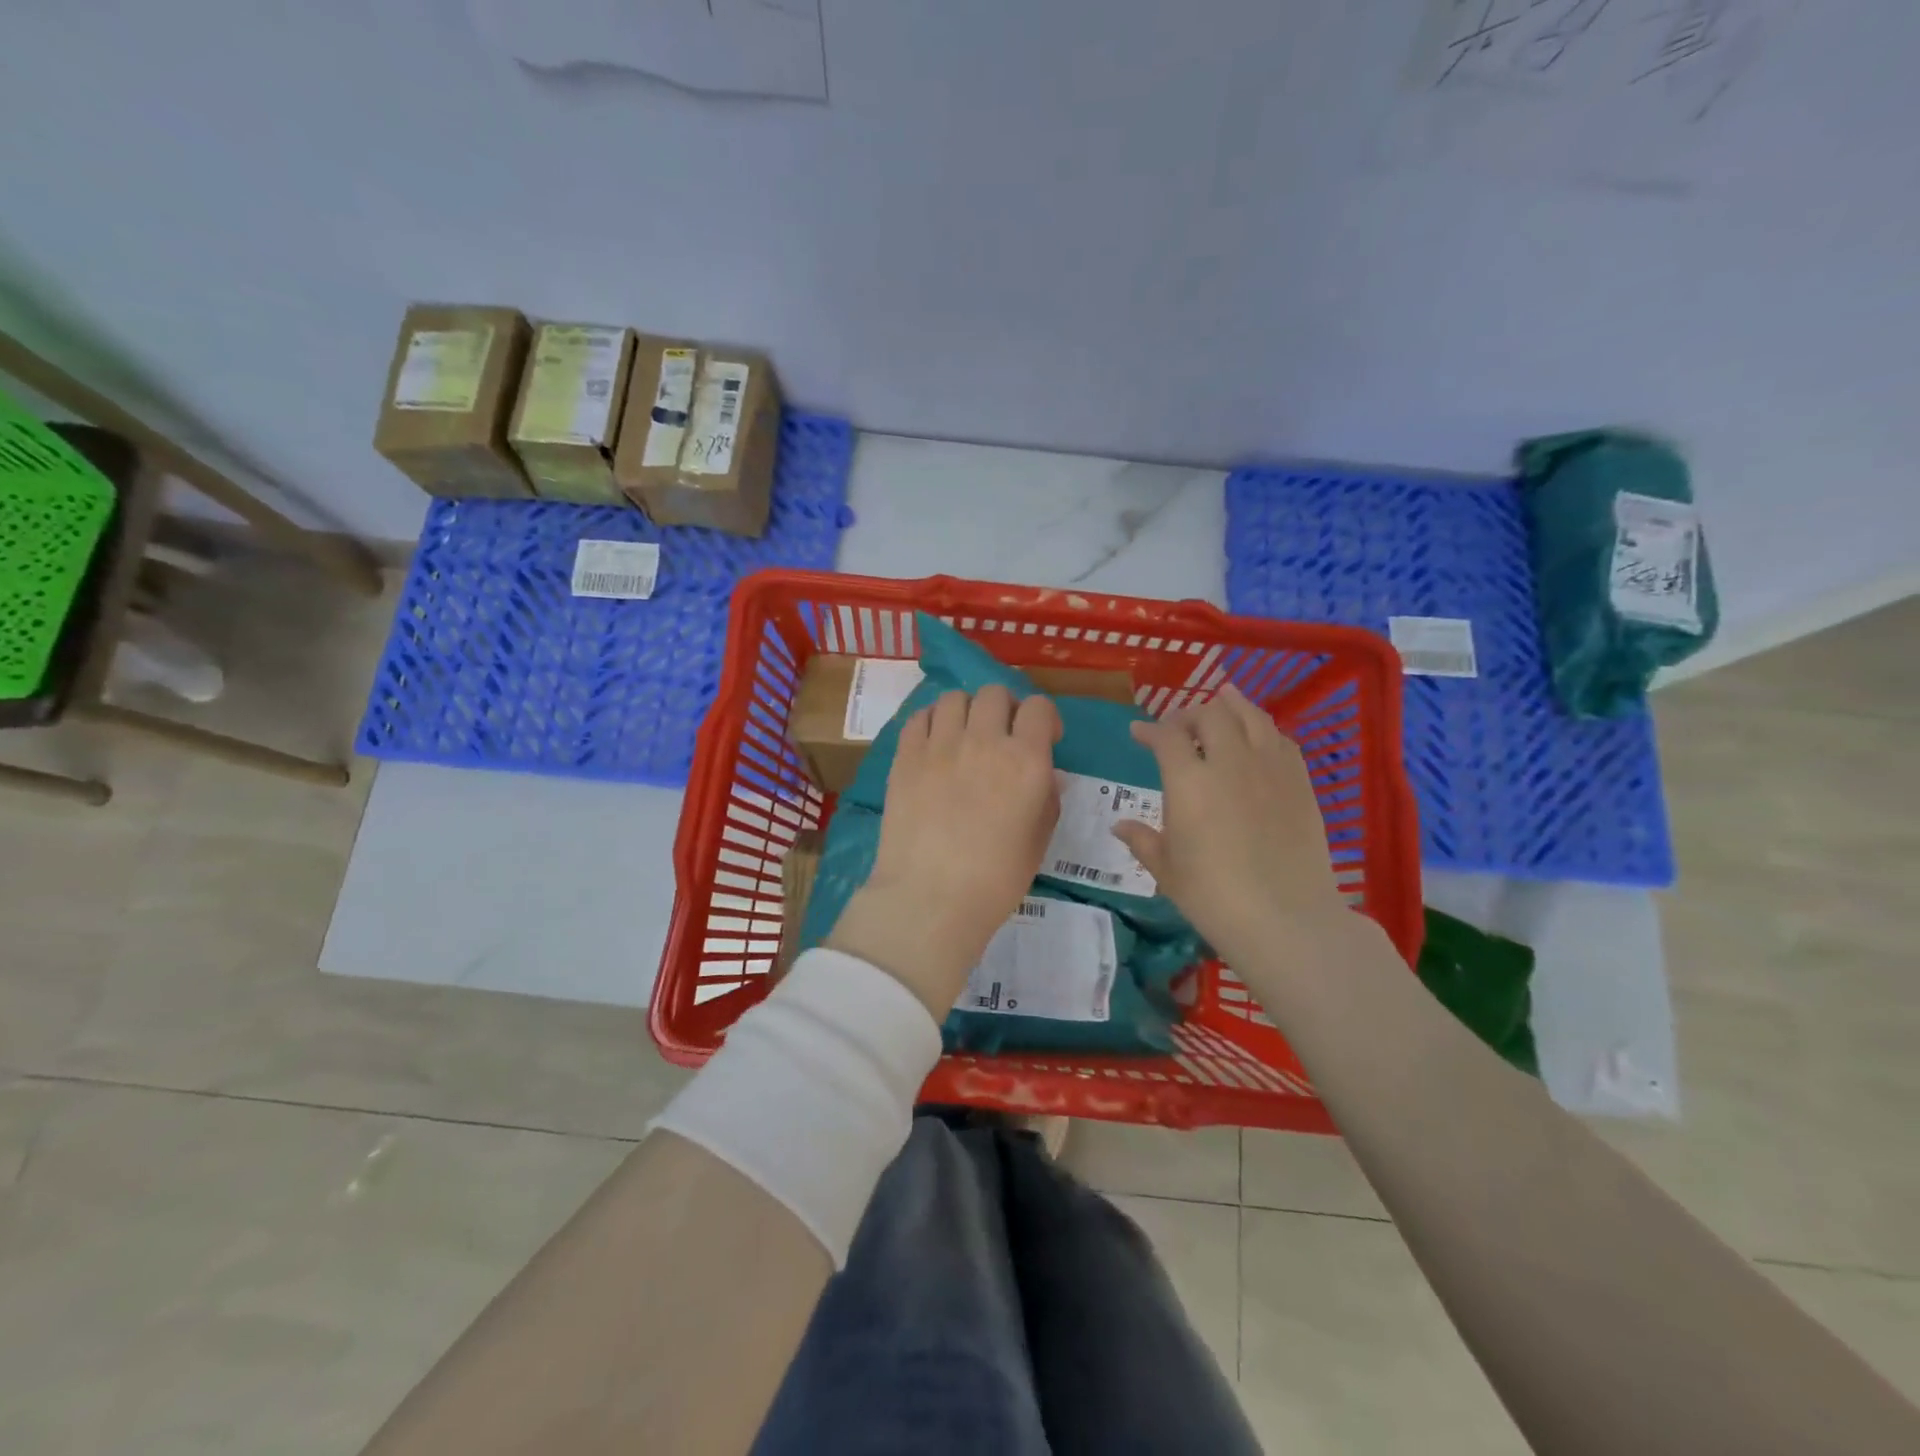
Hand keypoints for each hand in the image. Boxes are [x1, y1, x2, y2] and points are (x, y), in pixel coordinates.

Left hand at [826, 685, 1061, 1018]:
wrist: (930, 897)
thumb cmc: (995, 879)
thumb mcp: (1038, 840)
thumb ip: (1047, 798)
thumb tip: (1048, 773)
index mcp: (1026, 760)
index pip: (1039, 708)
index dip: (1044, 718)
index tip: (1043, 739)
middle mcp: (984, 740)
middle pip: (995, 693)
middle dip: (1005, 708)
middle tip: (1001, 736)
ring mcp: (940, 744)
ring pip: (955, 698)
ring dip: (966, 711)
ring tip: (963, 736)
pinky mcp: (906, 755)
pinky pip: (919, 716)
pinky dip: (931, 721)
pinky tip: (934, 743)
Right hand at [1112, 681, 1348, 972]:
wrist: (1285, 918)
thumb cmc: (1213, 897)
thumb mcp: (1167, 870)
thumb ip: (1143, 840)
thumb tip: (1119, 826)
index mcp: (1189, 781)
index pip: (1167, 737)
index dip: (1149, 730)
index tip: (1138, 733)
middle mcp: (1229, 761)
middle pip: (1210, 715)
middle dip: (1189, 713)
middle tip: (1180, 726)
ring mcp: (1270, 768)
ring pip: (1251, 716)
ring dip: (1231, 706)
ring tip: (1223, 700)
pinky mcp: (1301, 782)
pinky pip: (1282, 740)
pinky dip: (1263, 729)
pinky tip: (1259, 737)